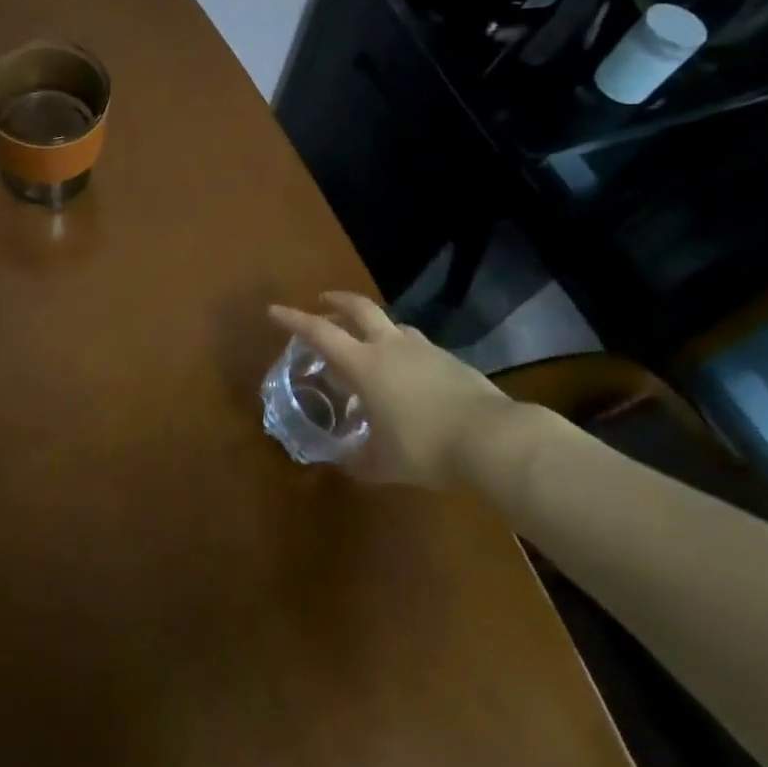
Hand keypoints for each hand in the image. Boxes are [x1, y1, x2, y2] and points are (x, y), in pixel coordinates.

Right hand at [269, 293, 509, 488]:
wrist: (493, 438)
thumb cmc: (426, 446)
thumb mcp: (386, 463)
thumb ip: (362, 461)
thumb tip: (346, 466)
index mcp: (365, 364)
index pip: (320, 333)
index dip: (294, 320)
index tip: (274, 310)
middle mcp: (390, 347)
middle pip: (359, 309)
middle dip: (338, 301)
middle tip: (324, 301)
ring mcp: (423, 349)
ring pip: (392, 325)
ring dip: (375, 326)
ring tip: (370, 341)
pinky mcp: (450, 360)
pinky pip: (417, 346)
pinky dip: (404, 350)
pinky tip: (409, 373)